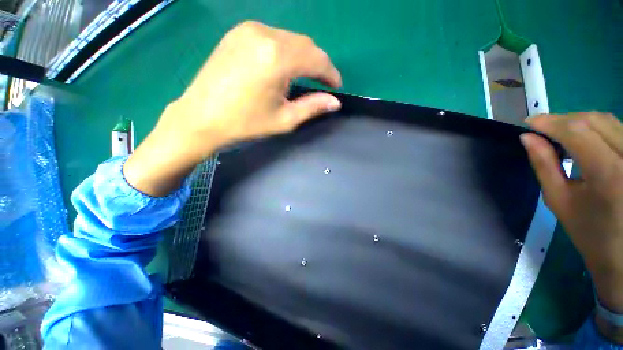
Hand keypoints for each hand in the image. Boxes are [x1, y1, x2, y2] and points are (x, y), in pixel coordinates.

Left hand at [124, 21, 341, 195]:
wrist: (201, 117)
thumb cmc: (245, 123)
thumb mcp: (284, 119)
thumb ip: (312, 107)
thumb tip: (335, 102)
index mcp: (277, 58)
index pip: (317, 59)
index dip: (331, 74)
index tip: (336, 87)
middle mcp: (265, 34)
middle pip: (306, 45)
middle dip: (319, 64)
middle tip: (323, 84)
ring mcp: (248, 29)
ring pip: (290, 39)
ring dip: (303, 57)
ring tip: (305, 78)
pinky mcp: (238, 33)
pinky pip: (273, 37)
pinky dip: (286, 51)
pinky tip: (283, 67)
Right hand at [521, 112, 622, 340]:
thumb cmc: (589, 232)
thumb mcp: (559, 199)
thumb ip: (543, 164)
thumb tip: (527, 138)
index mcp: (608, 173)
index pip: (576, 130)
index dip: (549, 122)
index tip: (528, 123)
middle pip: (593, 119)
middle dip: (564, 120)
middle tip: (543, 130)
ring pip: (608, 120)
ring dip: (580, 122)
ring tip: (561, 134)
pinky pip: (618, 128)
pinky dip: (597, 127)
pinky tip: (585, 138)